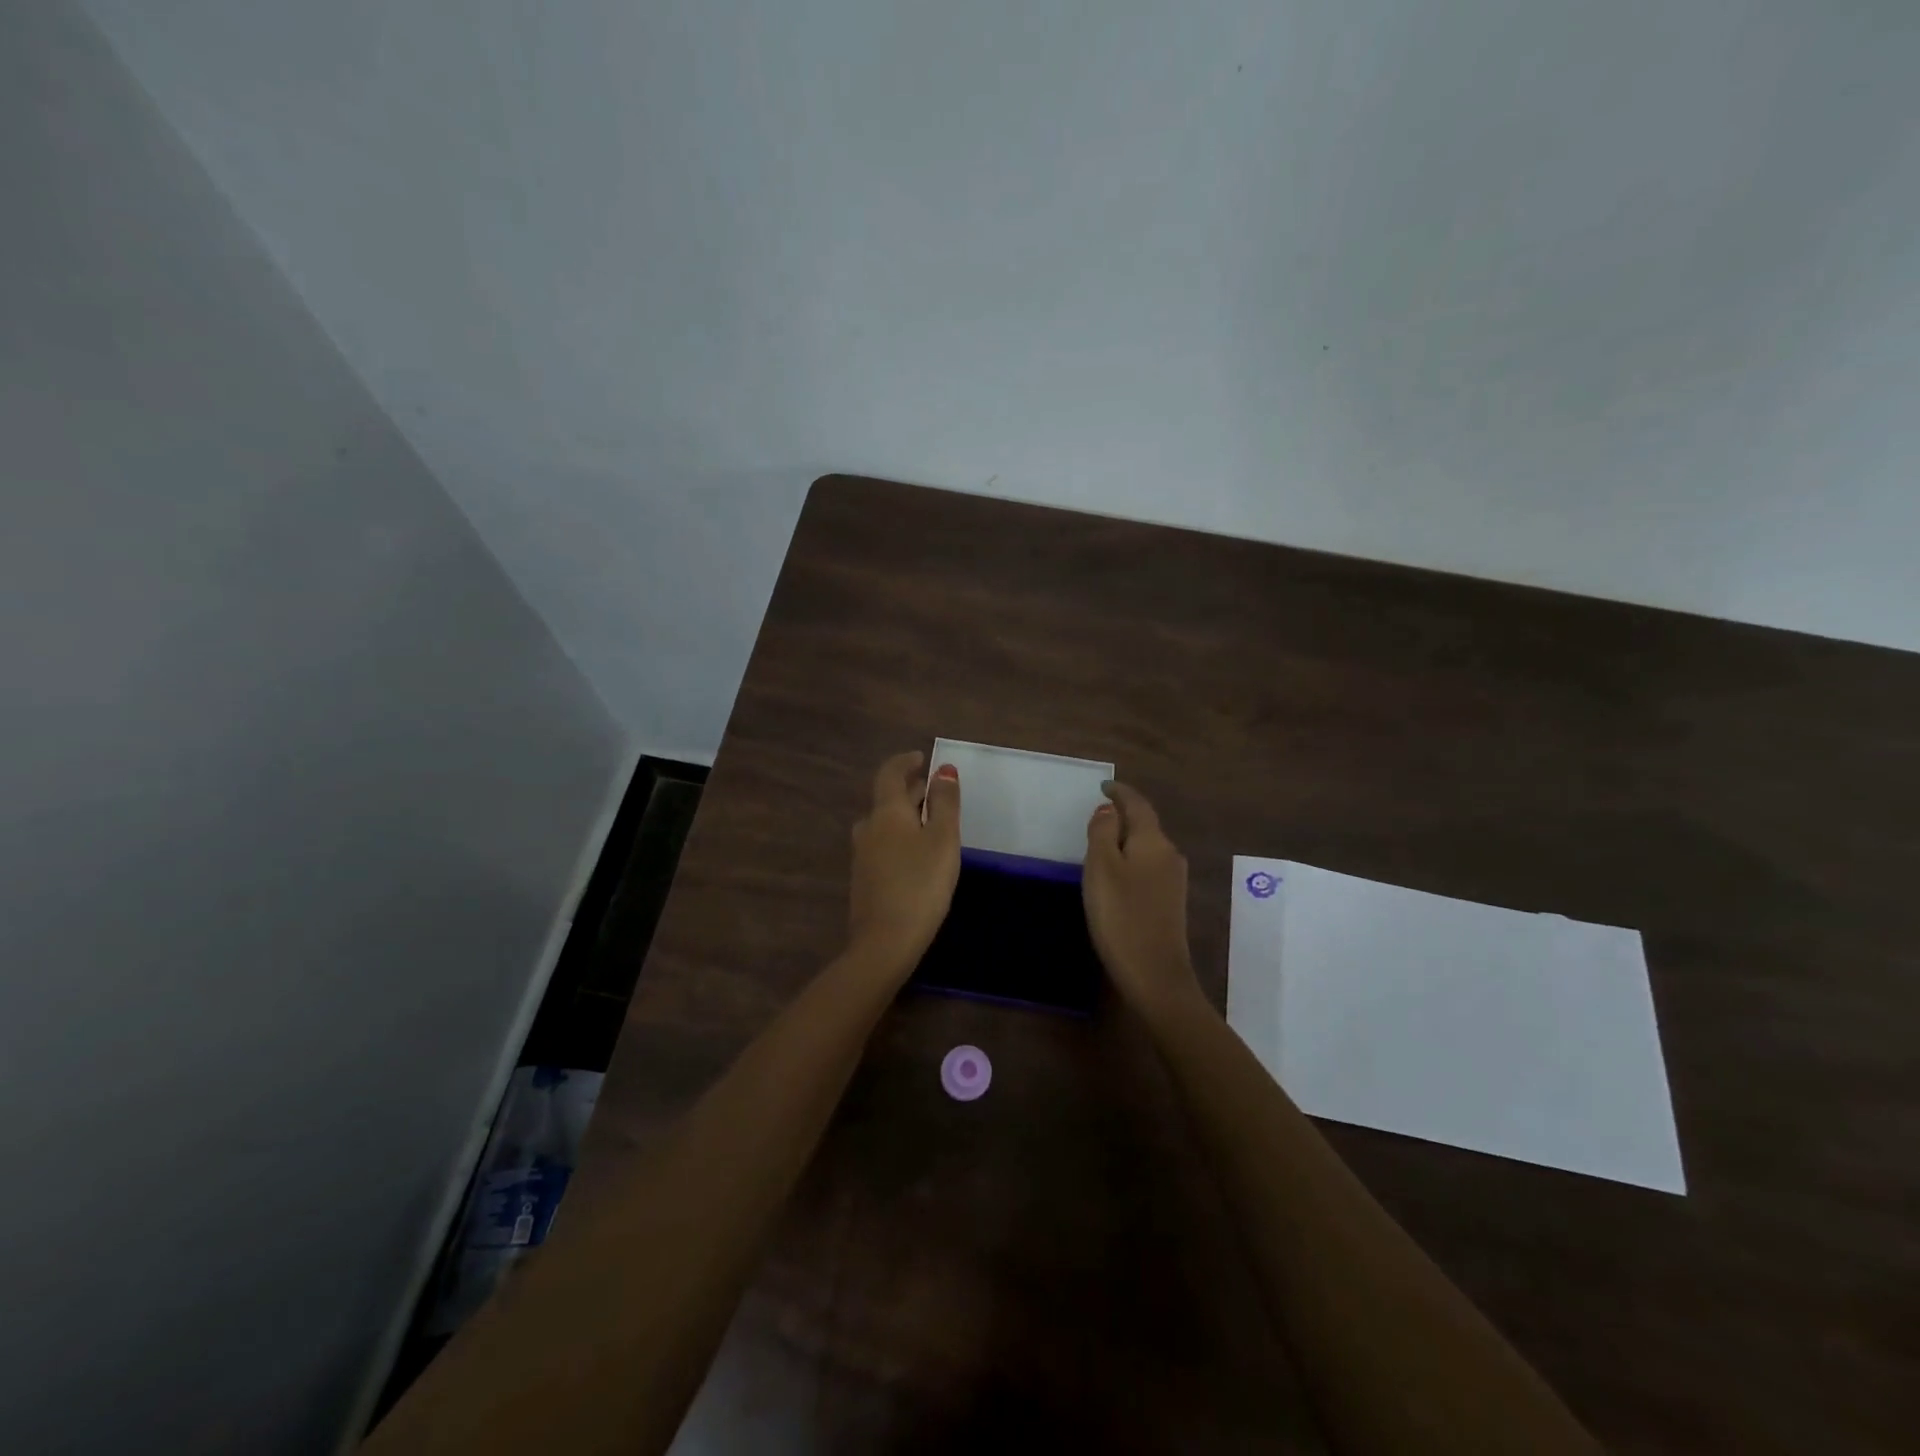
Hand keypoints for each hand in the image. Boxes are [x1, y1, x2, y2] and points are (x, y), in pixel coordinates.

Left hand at [847, 751, 961, 972]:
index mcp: (886, 813)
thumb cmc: (921, 883)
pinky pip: (882, 846)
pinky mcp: (864, 880)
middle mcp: (868, 828)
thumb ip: (944, 802)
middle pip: (887, 800)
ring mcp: (862, 855)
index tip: (921, 758)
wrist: (885, 941)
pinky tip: (915, 855)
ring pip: (884, 824)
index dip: (905, 762)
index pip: (890, 774)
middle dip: (910, 790)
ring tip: (928, 822)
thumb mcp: (943, 839)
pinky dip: (899, 838)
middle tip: (934, 790)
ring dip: (904, 816)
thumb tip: (943, 769)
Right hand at [1084, 782, 1202, 1020]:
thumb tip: (1109, 809)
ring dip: (1127, 840)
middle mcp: (1169, 854)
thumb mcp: (1101, 868)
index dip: (1121, 793)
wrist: (1155, 973)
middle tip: (1096, 815)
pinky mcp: (1171, 902)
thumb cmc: (1121, 916)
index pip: (1138, 804)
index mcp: (1153, 841)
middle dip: (1123, 816)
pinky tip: (1117, 875)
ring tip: (1102, 844)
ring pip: (1147, 847)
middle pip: (1145, 824)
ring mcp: (1174, 880)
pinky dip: (1132, 860)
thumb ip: (1103, 832)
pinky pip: (1149, 867)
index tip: (1103, 786)